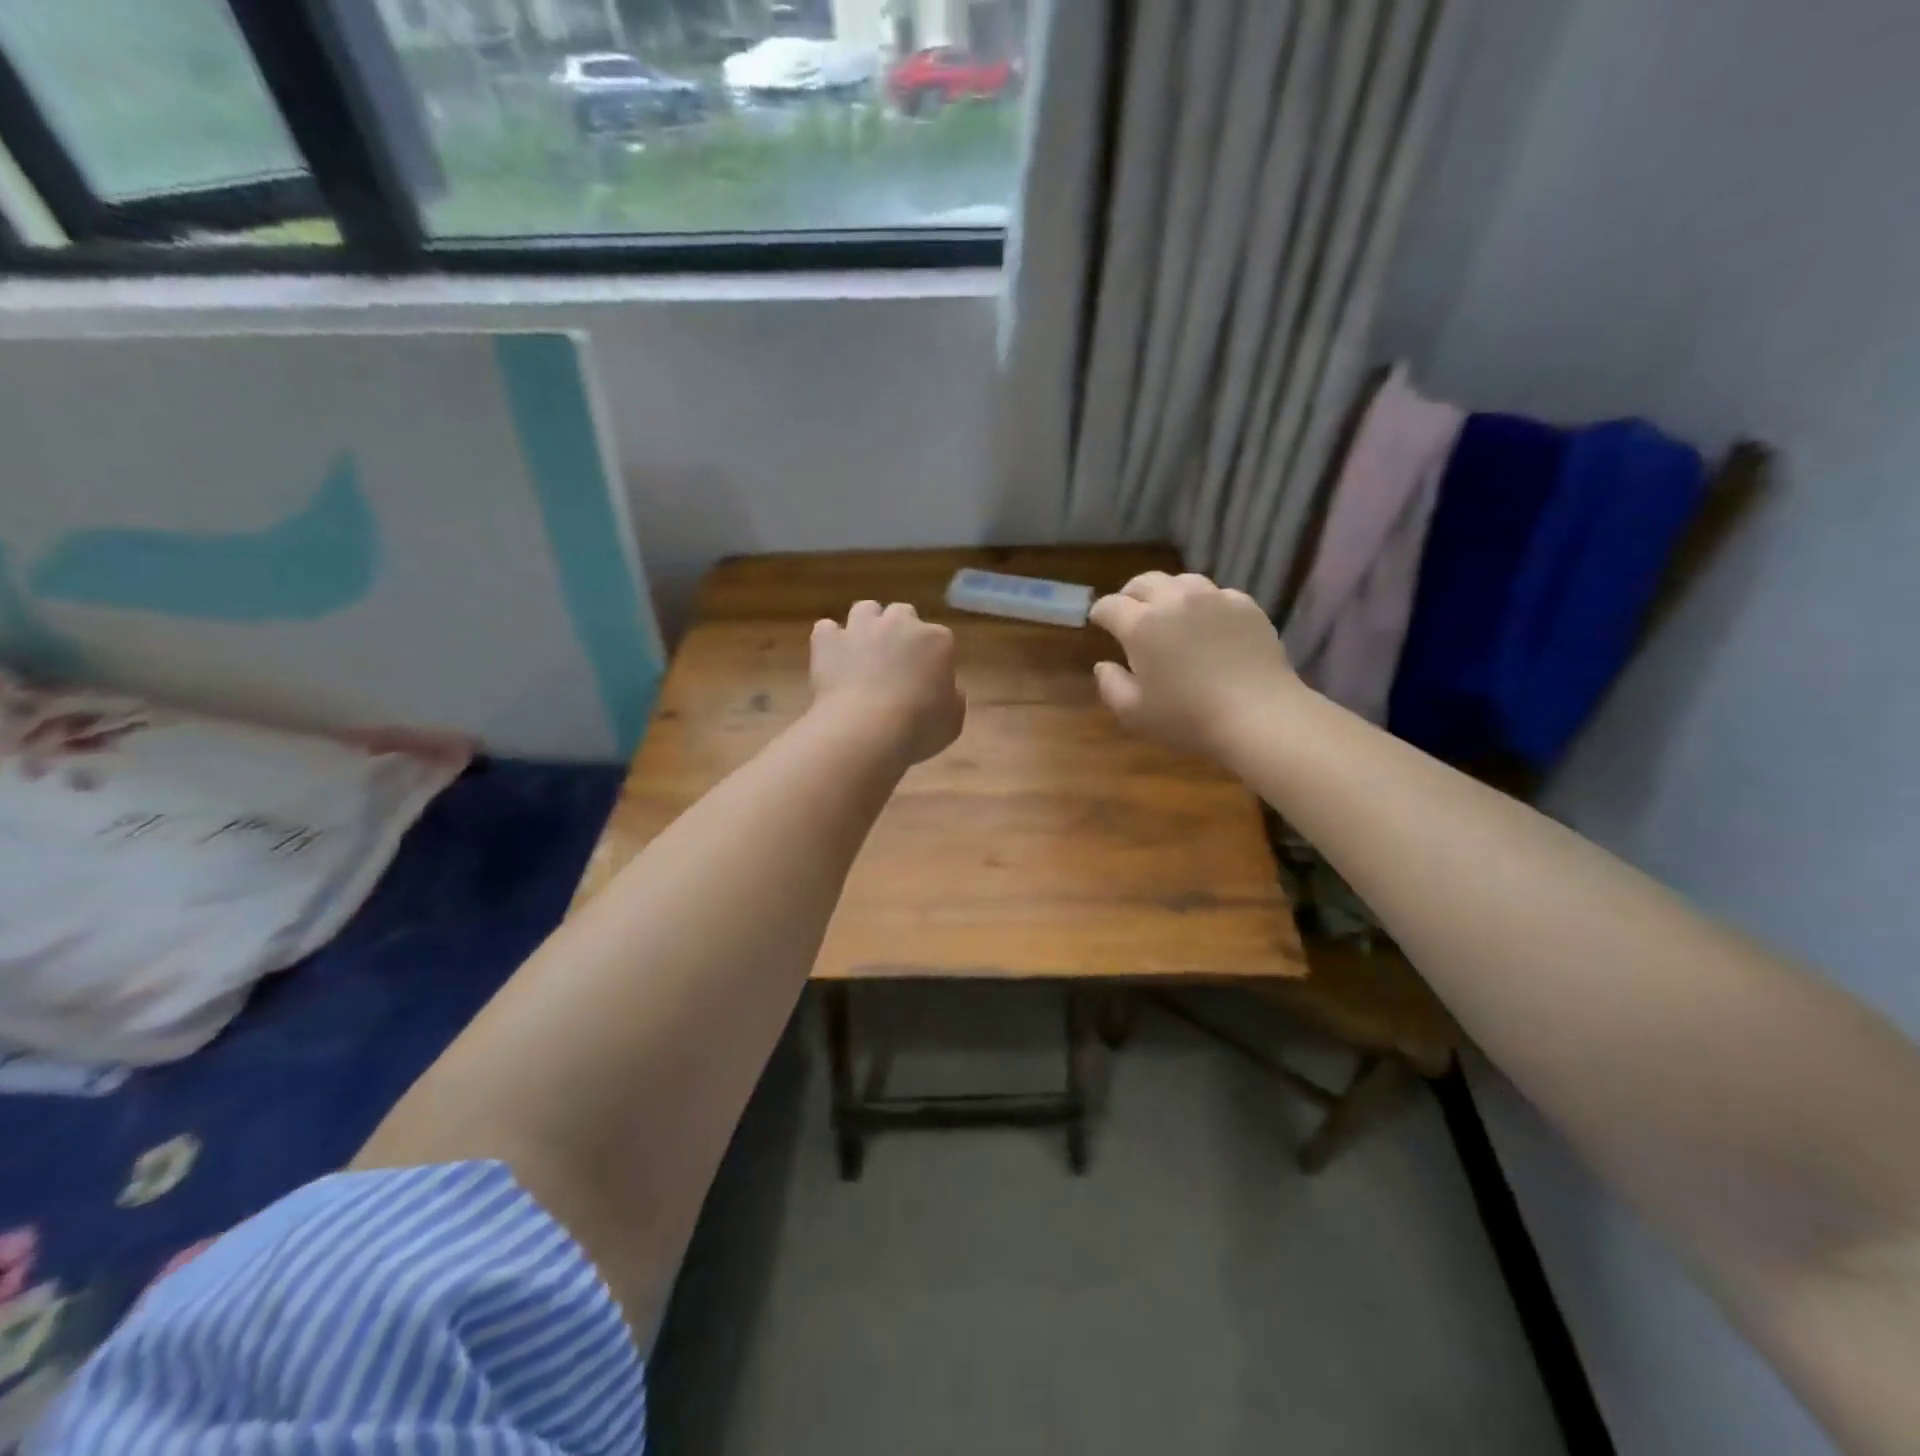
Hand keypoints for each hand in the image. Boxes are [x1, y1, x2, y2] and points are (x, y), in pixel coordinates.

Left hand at [811, 601, 965, 765]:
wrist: (866, 731)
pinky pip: (827, 629)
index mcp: (936, 639)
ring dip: (866, 625)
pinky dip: (830, 641)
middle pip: (902, 614)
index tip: (928, 679)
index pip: (939, 638)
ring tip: (863, 651)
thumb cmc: (919, 728)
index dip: (933, 658)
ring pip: (865, 609)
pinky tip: (833, 658)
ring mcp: (860, 628)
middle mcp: (899, 623)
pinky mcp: (827, 641)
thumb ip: (952, 698)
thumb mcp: (953, 720)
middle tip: (895, 662)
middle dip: (900, 631)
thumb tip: (946, 691)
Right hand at [1088, 572, 1302, 760]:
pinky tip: (1208, 622)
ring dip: (1167, 592)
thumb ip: (1111, 686)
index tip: (1098, 621)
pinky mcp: (1245, 605)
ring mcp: (1214, 599)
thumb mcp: (1135, 713)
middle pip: (1144, 582)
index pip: (1110, 606)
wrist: (1259, 715)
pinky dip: (1204, 603)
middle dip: (1130, 594)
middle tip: (1129, 611)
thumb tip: (1103, 665)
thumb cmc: (1188, 718)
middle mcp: (1174, 601)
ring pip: (1182, 581)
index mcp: (1141, 625)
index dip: (1100, 612)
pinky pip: (1217, 594)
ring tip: (1168, 611)